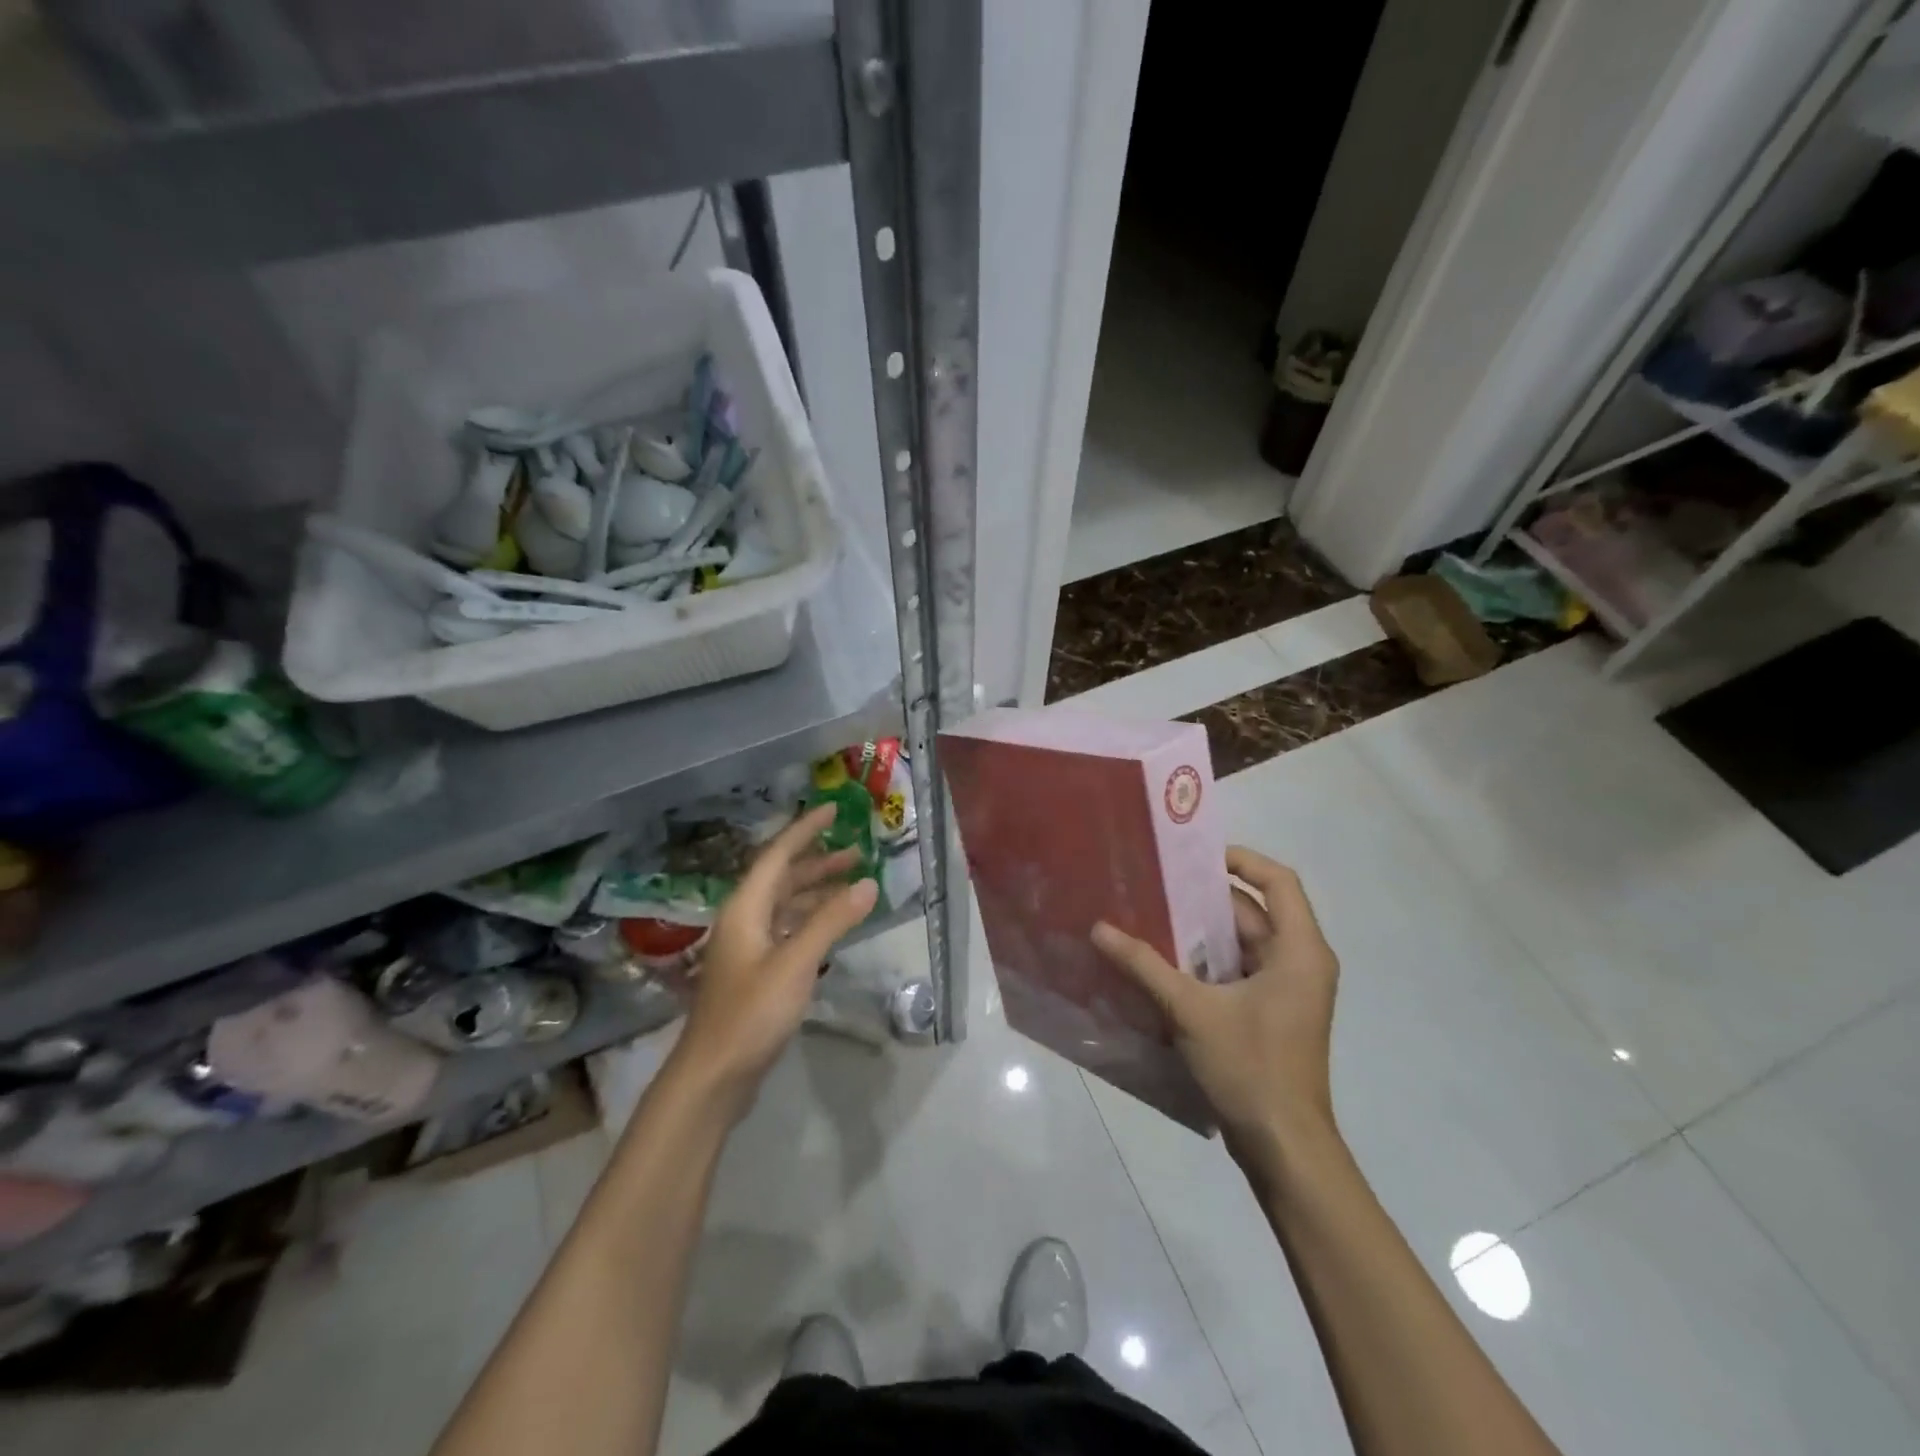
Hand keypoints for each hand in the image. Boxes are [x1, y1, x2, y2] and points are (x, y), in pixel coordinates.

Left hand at [671, 804, 877, 1116]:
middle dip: (818, 862)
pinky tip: (834, 925)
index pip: (778, 855)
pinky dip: (812, 920)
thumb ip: (831, 921)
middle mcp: (744, 920)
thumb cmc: (751, 1013)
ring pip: (786, 905)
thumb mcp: (795, 963)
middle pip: (783, 878)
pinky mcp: (757, 972)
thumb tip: (867, 884)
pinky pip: (788, 930)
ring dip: (817, 891)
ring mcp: (749, 947)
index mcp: (746, 908)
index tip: (833, 810)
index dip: (805, 830)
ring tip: (853, 883)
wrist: (713, 1076)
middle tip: (857, 851)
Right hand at [1092, 847, 1339, 1166]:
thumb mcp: (1191, 1010)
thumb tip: (1099, 928)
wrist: (1284, 1147)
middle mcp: (1301, 962)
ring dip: (1200, 932)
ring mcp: (1288, 990)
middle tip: (1155, 883)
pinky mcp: (1272, 1014)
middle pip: (1254, 911)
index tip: (1193, 855)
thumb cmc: (1250, 1068)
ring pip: (1242, 943)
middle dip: (1204, 898)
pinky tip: (1163, 963)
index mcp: (1300, 951)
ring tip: (1150, 915)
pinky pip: (1238, 970)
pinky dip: (1206, 962)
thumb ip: (1144, 965)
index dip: (1241, 859)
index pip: (1279, 881)